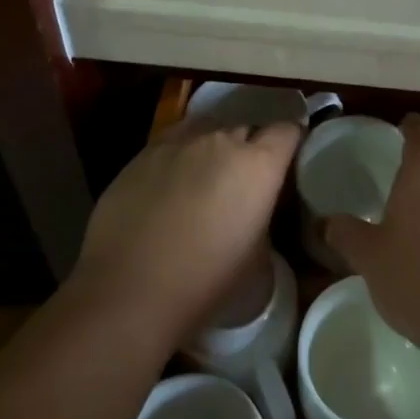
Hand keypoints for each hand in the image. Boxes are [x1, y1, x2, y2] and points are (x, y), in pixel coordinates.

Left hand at [67, 116, 301, 340]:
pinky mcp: (143, 152)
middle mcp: (222, 140)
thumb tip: (257, 208)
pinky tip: (170, 182)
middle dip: (250, 147)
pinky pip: (174, 141)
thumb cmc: (205, 282)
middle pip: (247, 127)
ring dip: (214, 147)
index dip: (291, 143)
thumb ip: (264, 217)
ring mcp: (179, 141)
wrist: (129, 291)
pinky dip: (180, 155)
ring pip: (208, 129)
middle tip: (243, 179)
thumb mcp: (258, 257)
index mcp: (258, 164)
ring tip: (206, 177)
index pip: (287, 131)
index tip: (287, 162)